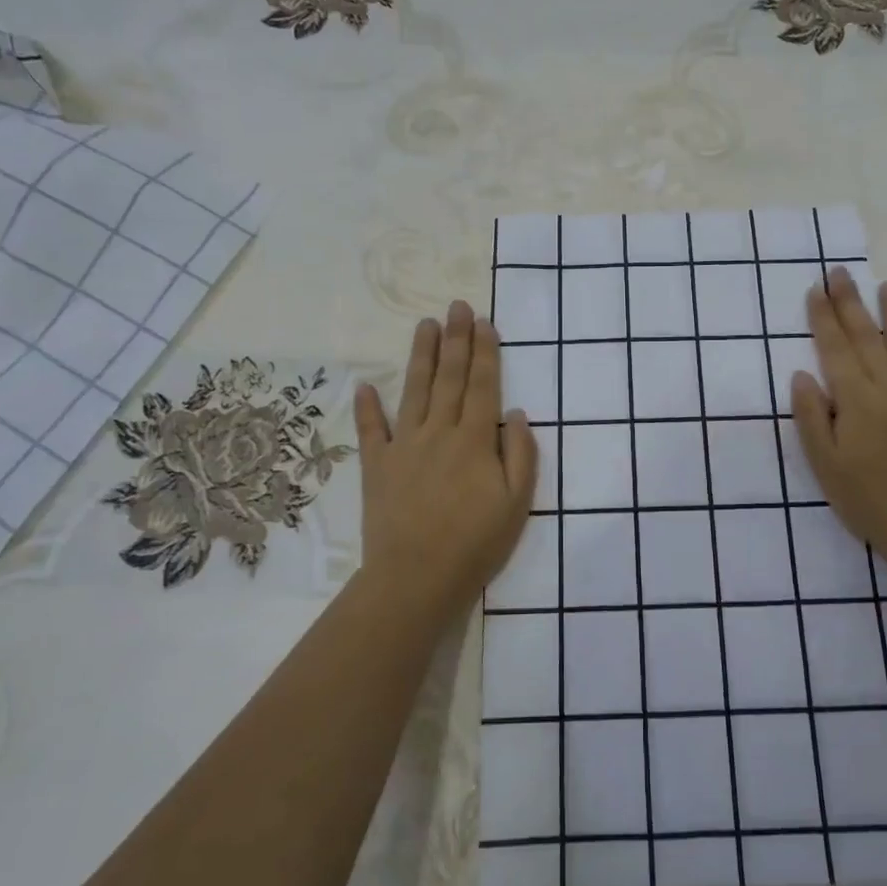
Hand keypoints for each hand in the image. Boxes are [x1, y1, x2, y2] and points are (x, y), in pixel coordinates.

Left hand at [354, 301, 537, 621]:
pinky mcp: (377, 466)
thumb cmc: (476, 544)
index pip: (483, 385)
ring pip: (415, 391)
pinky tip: (365, 386)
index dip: (485, 352)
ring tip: (425, 325)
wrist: (416, 579)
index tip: (485, 323)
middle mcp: (439, 432)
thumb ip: (521, 454)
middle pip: (450, 377)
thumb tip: (516, 412)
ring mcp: (404, 446)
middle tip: (457, 306)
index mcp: (475, 440)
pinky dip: (368, 408)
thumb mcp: (517, 503)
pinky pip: (372, 430)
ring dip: (421, 356)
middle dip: (456, 339)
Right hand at [790, 269, 886, 580]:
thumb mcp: (825, 465)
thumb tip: (803, 374)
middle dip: (852, 303)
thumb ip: (813, 417)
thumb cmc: (868, 501)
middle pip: (869, 339)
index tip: (815, 289)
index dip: (824, 318)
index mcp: (858, 401)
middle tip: (840, 272)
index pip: (836, 349)